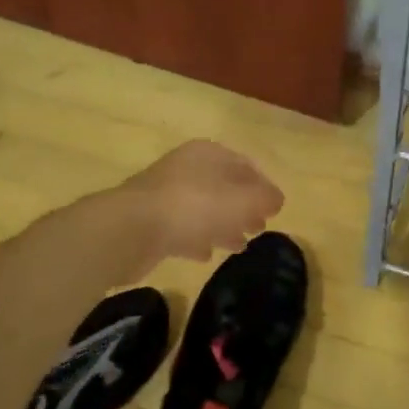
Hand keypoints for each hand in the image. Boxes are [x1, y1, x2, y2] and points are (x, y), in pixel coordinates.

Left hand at [118, 140, 283, 265]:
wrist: (132, 229)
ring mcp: (166, 194)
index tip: (275, 208)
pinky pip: (182, 228)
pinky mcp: (151, 221)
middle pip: (224, 186)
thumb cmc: (194, 206)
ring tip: (239, 245)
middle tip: (259, 227)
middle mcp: (186, 168)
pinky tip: (206, 254)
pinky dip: (197, 239)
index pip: (245, 165)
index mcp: (208, 154)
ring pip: (204, 208)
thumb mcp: (243, 200)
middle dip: (244, 207)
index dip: (263, 186)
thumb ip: (265, 198)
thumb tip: (276, 199)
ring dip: (223, 225)